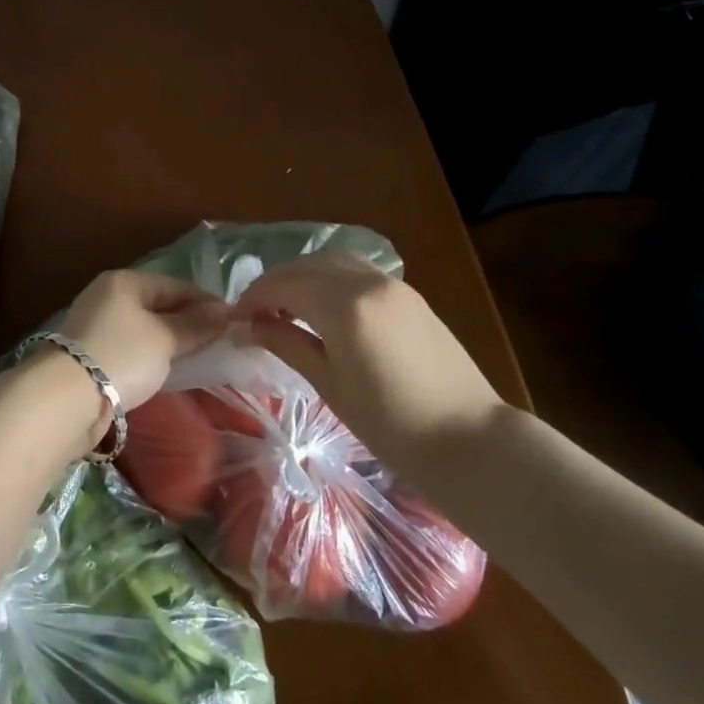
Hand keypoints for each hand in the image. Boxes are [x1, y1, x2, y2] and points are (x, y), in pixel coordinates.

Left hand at [57, 270, 229, 412]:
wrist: (66, 398)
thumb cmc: (121, 355)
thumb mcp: (165, 339)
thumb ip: (195, 325)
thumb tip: (225, 312)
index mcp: (124, 281)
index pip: (175, 285)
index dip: (205, 302)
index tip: (233, 321)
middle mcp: (106, 296)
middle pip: (157, 305)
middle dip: (187, 321)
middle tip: (218, 341)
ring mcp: (94, 324)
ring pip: (143, 328)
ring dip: (168, 340)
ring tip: (197, 357)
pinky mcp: (88, 353)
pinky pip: (130, 347)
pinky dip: (150, 355)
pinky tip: (164, 370)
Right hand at [232, 253, 504, 475]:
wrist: (470, 442)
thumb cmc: (392, 425)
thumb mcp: (330, 385)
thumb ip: (287, 344)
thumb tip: (247, 328)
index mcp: (344, 307)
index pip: (284, 285)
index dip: (253, 298)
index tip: (234, 318)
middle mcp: (367, 283)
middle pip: (305, 266)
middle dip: (274, 283)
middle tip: (254, 312)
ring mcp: (392, 284)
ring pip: (332, 261)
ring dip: (302, 275)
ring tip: (286, 306)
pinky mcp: (408, 294)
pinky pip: (356, 271)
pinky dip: (329, 277)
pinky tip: (321, 305)